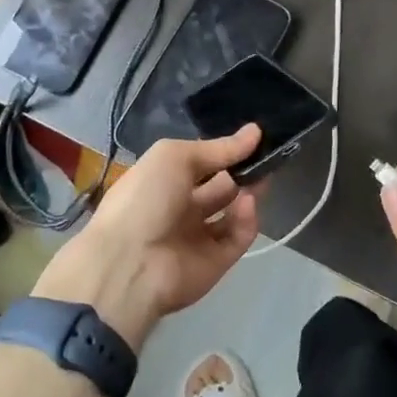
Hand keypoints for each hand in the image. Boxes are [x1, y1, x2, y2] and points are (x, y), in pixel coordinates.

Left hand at [33, 125, 261, 348]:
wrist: (130, 264)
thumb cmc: (146, 199)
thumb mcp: (175, 157)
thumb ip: (217, 147)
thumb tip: (255, 131)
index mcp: (164, 181)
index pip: (201, 163)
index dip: (225, 151)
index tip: (254, 138)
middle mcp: (180, 208)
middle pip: (220, 187)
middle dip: (242, 172)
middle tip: (266, 158)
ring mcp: (198, 237)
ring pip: (232, 212)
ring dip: (248, 194)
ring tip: (262, 179)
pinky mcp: (215, 263)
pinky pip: (238, 237)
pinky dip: (247, 220)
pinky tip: (248, 204)